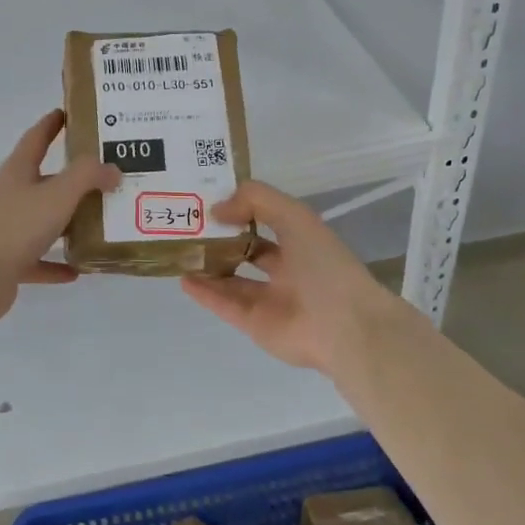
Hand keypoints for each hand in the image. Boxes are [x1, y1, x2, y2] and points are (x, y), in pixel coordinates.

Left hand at [0, 111, 118, 325]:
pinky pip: (39, 259)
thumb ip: (87, 176)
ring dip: (68, 222)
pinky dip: (57, 263)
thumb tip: (112, 169)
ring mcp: (7, 230)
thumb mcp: (57, 194)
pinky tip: (79, 269)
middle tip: (106, 174)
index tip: (68, 112)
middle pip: (44, 180)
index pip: (36, 138)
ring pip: (43, 221)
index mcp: (17, 172)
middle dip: (72, 178)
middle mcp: (11, 196)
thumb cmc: (15, 226)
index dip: (52, 123)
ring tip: (101, 221)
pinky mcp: (8, 262)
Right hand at [181, 181, 424, 374]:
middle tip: (188, 225)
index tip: (209, 199)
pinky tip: (183, 278)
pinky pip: (225, 304)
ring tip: (181, 251)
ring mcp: (270, 300)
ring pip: (233, 280)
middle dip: (221, 239)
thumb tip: (217, 210)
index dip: (240, 209)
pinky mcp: (255, 324)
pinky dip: (204, 292)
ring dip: (209, 266)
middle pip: (248, 251)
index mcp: (302, 242)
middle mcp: (287, 270)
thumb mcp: (294, 216)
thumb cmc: (323, 265)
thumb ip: (255, 200)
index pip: (266, 221)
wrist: (343, 326)